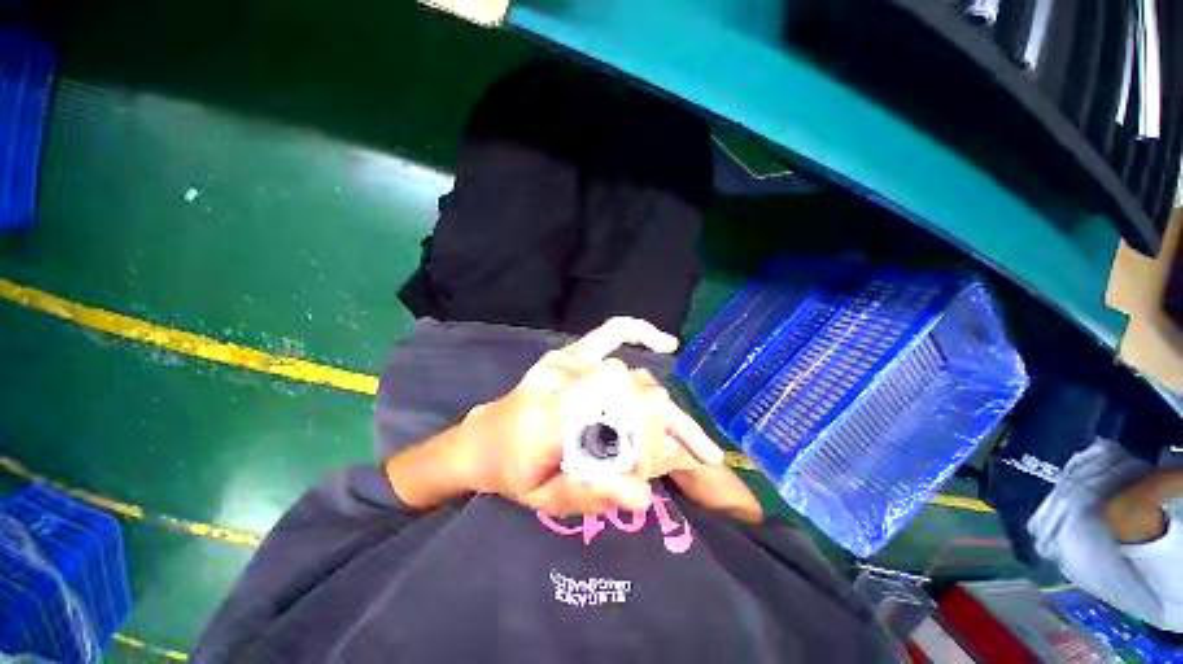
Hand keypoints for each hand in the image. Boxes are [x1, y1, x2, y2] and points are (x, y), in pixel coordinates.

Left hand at [457, 317, 725, 515]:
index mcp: (543, 416)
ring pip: (632, 375)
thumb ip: (590, 496)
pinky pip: (611, 331)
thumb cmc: (515, 472)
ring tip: (663, 442)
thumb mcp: (545, 500)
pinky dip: (640, 333)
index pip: (616, 408)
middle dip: (652, 431)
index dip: (642, 437)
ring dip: (653, 409)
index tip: (644, 469)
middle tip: (646, 464)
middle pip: (632, 392)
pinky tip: (667, 345)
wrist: (488, 437)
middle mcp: (557, 377)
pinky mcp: (571, 351)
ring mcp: (565, 358)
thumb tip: (642, 496)